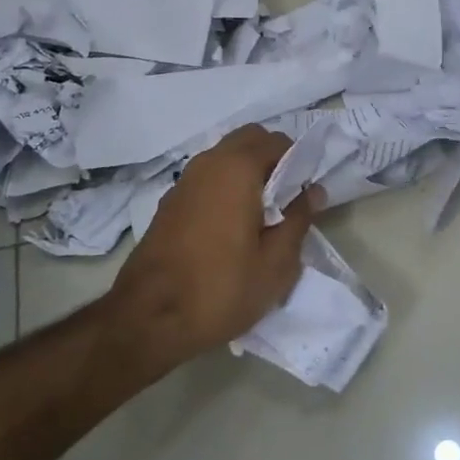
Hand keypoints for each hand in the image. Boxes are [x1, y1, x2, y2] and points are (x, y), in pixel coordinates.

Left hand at [108, 125, 321, 368]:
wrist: (147, 320)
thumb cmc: (220, 289)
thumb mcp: (276, 264)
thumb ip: (299, 219)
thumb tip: (312, 191)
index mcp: (237, 169)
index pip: (278, 141)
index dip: (299, 162)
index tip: (306, 194)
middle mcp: (208, 163)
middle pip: (248, 140)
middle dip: (272, 159)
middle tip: (286, 200)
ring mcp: (183, 181)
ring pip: (225, 157)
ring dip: (248, 173)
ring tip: (262, 217)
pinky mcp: (169, 203)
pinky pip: (207, 178)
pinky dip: (226, 187)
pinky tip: (232, 227)